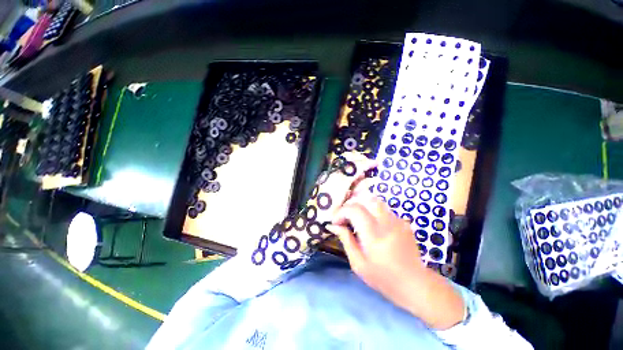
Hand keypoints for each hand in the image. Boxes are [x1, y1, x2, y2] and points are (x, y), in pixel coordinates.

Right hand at [329, 193, 465, 329]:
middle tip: (346, 217)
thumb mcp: (358, 263)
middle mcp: (387, 223)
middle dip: (352, 205)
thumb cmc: (383, 278)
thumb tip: (334, 225)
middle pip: (366, 199)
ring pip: (376, 202)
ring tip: (357, 219)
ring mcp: (398, 221)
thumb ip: (346, 240)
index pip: (354, 209)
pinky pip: (384, 210)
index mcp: (374, 235)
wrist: (415, 284)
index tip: (336, 222)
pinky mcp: (404, 222)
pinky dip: (373, 213)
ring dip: (363, 207)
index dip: (341, 212)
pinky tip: (372, 226)